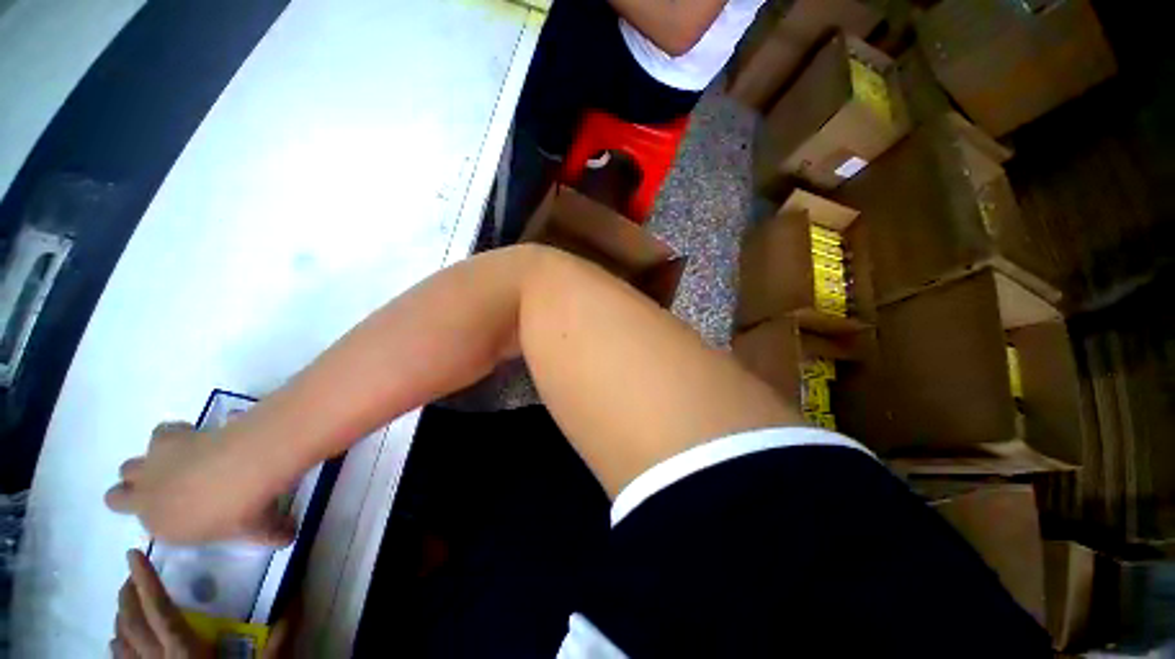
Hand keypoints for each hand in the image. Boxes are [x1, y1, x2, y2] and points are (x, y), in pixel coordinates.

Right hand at [105, 422, 294, 544]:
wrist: (240, 468)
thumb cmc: (243, 509)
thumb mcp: (259, 529)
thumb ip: (272, 534)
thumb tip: (288, 536)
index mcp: (162, 527)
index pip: (150, 526)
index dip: (166, 517)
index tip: (188, 510)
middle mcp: (146, 497)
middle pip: (118, 495)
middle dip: (136, 491)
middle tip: (169, 485)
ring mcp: (152, 465)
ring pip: (131, 466)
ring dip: (150, 465)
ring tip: (185, 459)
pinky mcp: (169, 437)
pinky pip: (163, 431)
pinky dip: (178, 433)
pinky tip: (201, 434)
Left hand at [113, 550, 293, 658]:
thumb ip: (280, 638)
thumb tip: (299, 597)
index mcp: (185, 654)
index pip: (160, 611)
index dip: (146, 582)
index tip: (134, 554)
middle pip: (132, 623)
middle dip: (128, 595)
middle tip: (132, 574)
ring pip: (120, 641)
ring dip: (121, 617)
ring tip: (128, 601)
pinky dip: (117, 643)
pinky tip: (120, 639)